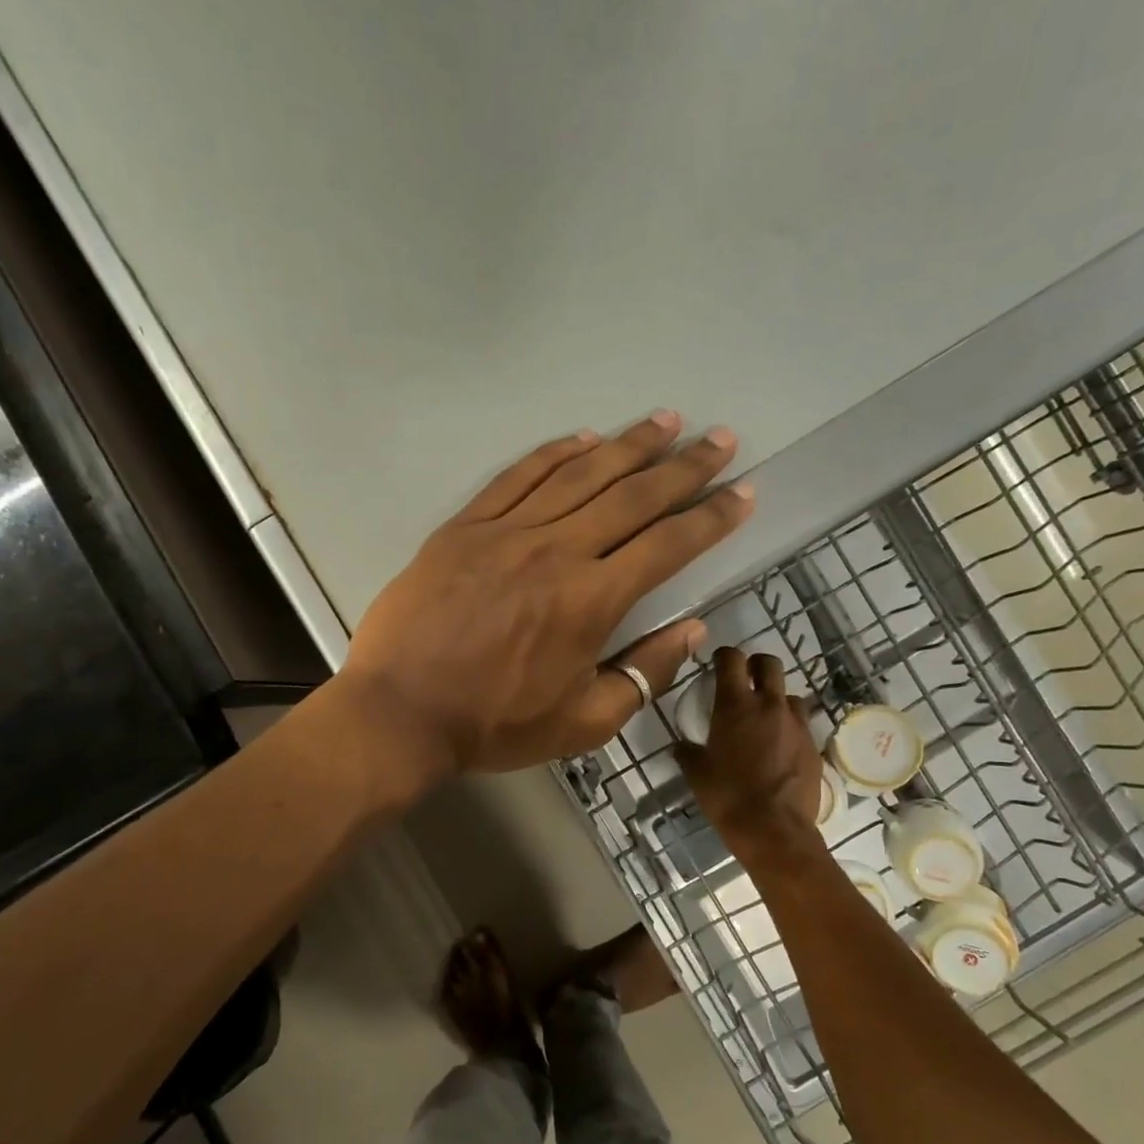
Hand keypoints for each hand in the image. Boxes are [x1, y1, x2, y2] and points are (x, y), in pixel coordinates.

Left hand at [341, 412, 754, 776]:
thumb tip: (692, 630)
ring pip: (581, 474)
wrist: (401, 711)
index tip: (743, 492)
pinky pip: (518, 476)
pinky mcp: (465, 527)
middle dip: (684, 466)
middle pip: (633, 496)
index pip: (668, 545)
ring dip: (629, 444)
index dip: (712, 517)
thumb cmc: (496, 723)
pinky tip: (584, 437)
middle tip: (720, 438)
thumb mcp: (584, 721)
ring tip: (666, 420)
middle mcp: (557, 551)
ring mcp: (507, 532)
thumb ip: (644, 673)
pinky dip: (555, 452)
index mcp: (592, 600)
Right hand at [678, 648, 823, 845]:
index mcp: (735, 705)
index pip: (732, 659)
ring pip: (789, 694)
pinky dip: (789, 727)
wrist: (774, 830)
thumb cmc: (728, 798)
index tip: (717, 664)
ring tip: (765, 719)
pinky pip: (801, 724)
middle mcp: (769, 705)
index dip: (724, 656)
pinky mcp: (813, 745)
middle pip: (769, 664)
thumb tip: (682, 746)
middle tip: (745, 681)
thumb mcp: (697, 774)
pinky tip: (780, 748)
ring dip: (776, 699)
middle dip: (756, 666)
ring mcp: (796, 724)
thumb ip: (688, 753)